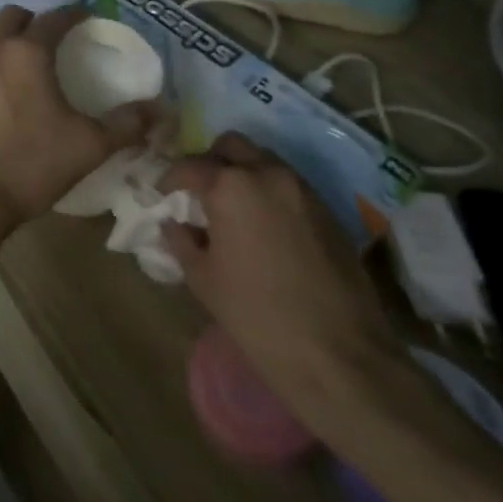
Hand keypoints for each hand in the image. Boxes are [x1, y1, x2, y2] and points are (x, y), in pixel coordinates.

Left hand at [0, 5, 155, 231]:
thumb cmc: (31, 162)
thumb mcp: (89, 145)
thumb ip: (127, 124)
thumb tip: (162, 111)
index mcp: (26, 52)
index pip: (53, 18)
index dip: (74, 14)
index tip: (90, 18)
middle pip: (13, 16)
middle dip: (36, 19)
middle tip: (59, 37)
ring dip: (13, 40)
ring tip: (38, 64)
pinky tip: (15, 93)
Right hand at [162, 133, 406, 429]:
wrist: (340, 356)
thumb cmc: (257, 315)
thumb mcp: (203, 279)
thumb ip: (182, 240)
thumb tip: (174, 223)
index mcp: (230, 186)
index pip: (190, 165)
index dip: (170, 178)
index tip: (162, 194)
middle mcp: (267, 174)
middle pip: (231, 145)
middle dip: (210, 161)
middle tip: (200, 191)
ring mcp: (303, 191)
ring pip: (264, 160)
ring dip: (243, 173)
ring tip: (233, 207)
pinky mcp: (329, 212)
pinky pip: (289, 185)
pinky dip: (270, 193)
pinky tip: (264, 227)